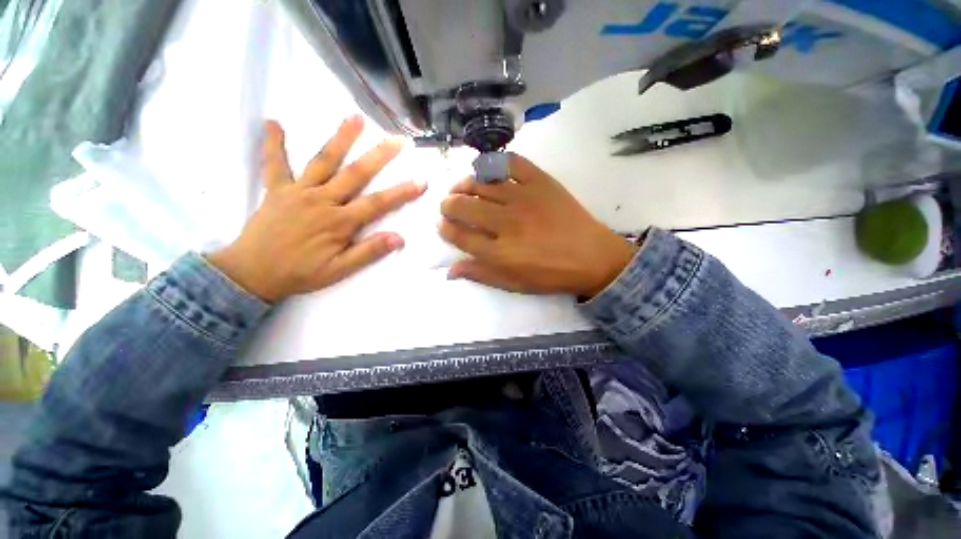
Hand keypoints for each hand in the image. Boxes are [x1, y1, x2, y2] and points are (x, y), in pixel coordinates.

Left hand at [208, 117, 425, 301]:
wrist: (252, 273)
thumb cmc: (300, 273)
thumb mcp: (339, 270)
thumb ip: (368, 252)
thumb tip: (398, 238)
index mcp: (339, 222)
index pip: (378, 203)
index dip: (402, 192)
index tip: (421, 181)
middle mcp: (322, 200)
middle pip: (355, 174)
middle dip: (379, 156)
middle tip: (397, 140)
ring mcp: (298, 191)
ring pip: (323, 161)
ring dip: (340, 138)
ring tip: (355, 117)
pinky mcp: (276, 189)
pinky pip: (274, 164)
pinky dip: (274, 144)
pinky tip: (274, 123)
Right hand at [439, 153, 637, 296]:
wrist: (593, 257)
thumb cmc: (551, 275)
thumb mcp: (514, 284)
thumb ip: (481, 274)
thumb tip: (449, 270)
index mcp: (500, 253)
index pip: (460, 236)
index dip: (445, 228)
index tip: (441, 224)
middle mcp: (507, 223)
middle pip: (465, 207)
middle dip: (448, 205)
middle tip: (448, 205)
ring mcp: (524, 198)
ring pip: (482, 183)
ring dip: (464, 184)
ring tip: (461, 188)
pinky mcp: (541, 182)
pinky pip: (511, 164)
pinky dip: (495, 163)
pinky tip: (488, 170)